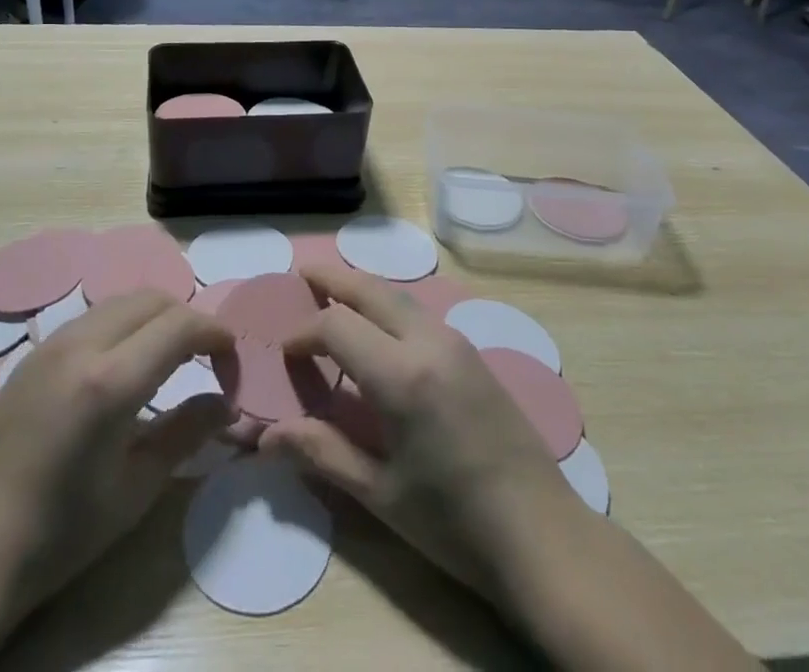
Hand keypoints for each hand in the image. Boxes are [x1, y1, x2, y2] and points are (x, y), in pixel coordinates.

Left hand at [0, 292, 233, 671]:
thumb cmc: (60, 534)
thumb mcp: (136, 489)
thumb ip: (188, 432)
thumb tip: (228, 402)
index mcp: (109, 381)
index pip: (181, 324)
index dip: (218, 337)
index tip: (231, 370)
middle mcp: (80, 344)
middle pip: (154, 298)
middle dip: (190, 321)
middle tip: (205, 364)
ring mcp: (51, 343)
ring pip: (122, 301)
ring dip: (156, 318)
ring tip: (169, 364)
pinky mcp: (33, 353)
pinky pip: (93, 317)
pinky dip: (124, 326)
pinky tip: (123, 369)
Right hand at [263, 267, 762, 671]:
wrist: (543, 534)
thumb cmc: (455, 523)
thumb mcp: (381, 495)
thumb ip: (323, 453)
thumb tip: (265, 437)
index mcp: (402, 375)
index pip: (337, 326)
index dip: (304, 333)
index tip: (285, 351)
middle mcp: (429, 341)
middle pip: (371, 290)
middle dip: (332, 278)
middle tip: (301, 273)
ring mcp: (457, 342)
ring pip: (399, 295)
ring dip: (363, 287)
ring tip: (334, 290)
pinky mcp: (474, 352)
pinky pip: (421, 311)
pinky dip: (389, 304)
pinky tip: (380, 325)